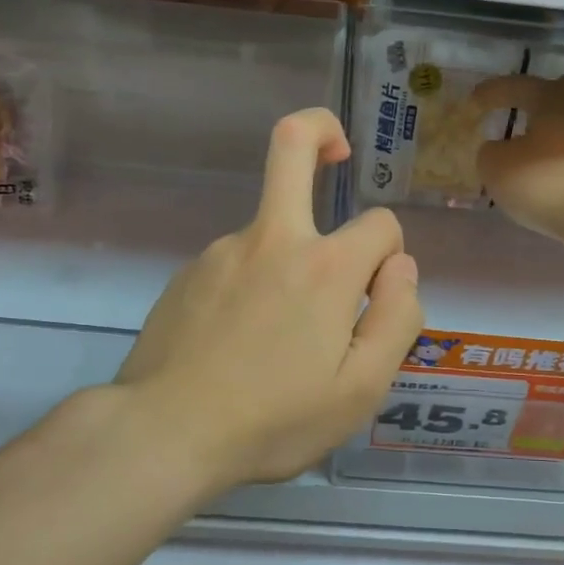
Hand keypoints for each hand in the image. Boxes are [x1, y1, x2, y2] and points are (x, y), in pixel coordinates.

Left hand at [115, 108, 423, 491]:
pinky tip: (241, 343)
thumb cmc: (274, 419)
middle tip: (339, 152)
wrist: (163, 433)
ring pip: (272, 229)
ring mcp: (221, 252)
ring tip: (280, 340)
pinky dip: (253, 285)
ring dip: (292, 258)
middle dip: (321, 130)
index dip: (392, 254)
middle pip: (292, 145)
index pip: (380, 224)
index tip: (378, 295)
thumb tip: (400, 267)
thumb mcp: (361, 389)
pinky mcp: (188, 273)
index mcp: (324, 267)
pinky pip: (238, 264)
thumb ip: (397, 318)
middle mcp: (272, 240)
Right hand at [474, 72, 563, 258]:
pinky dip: (563, 165)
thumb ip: (491, 153)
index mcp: (555, 97)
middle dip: (562, 95)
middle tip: (537, 109)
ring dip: (557, 136)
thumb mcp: (496, 165)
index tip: (475, 100)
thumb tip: (499, 151)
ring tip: (528, 157)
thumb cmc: (543, 176)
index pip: (520, 85)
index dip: (495, 91)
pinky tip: (543, 182)